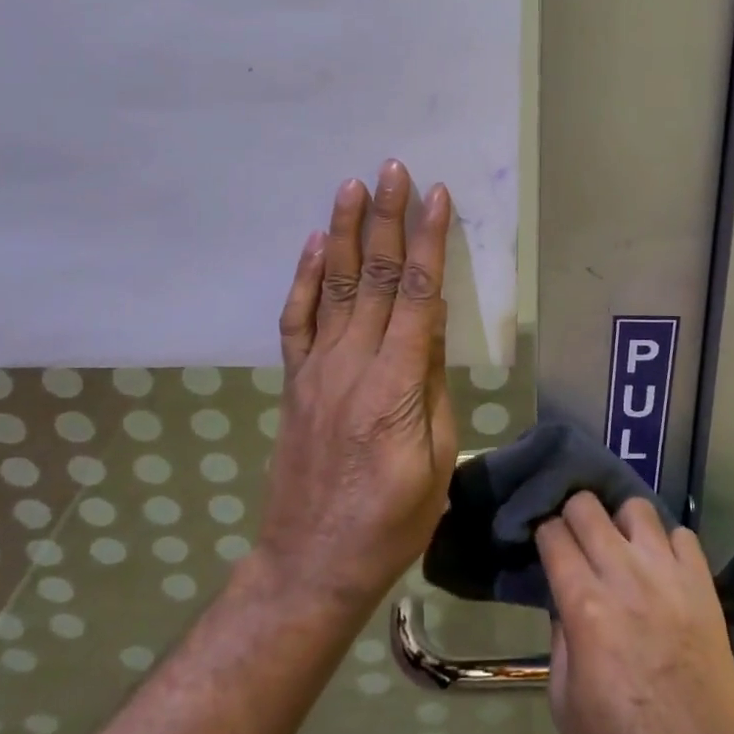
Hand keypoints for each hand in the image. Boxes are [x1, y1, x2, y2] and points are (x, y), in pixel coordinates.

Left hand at [257, 160, 457, 612]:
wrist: (310, 564)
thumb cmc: (391, 522)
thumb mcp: (435, 460)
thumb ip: (432, 386)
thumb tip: (433, 326)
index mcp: (395, 384)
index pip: (419, 295)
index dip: (430, 242)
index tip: (437, 197)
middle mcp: (352, 364)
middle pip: (377, 277)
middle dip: (388, 218)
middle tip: (393, 169)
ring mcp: (317, 370)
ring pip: (337, 287)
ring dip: (348, 233)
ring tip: (353, 186)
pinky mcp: (295, 381)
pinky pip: (298, 320)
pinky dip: (306, 279)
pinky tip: (316, 245)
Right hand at [536, 494, 733, 733]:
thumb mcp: (565, 707)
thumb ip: (561, 640)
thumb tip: (565, 601)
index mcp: (585, 607)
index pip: (553, 534)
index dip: (544, 535)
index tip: (545, 547)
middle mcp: (625, 577)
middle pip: (588, 507)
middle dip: (574, 516)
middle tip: (576, 541)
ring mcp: (669, 576)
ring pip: (637, 508)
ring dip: (621, 523)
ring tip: (622, 549)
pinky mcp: (704, 586)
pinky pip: (682, 535)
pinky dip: (666, 543)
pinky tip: (661, 568)